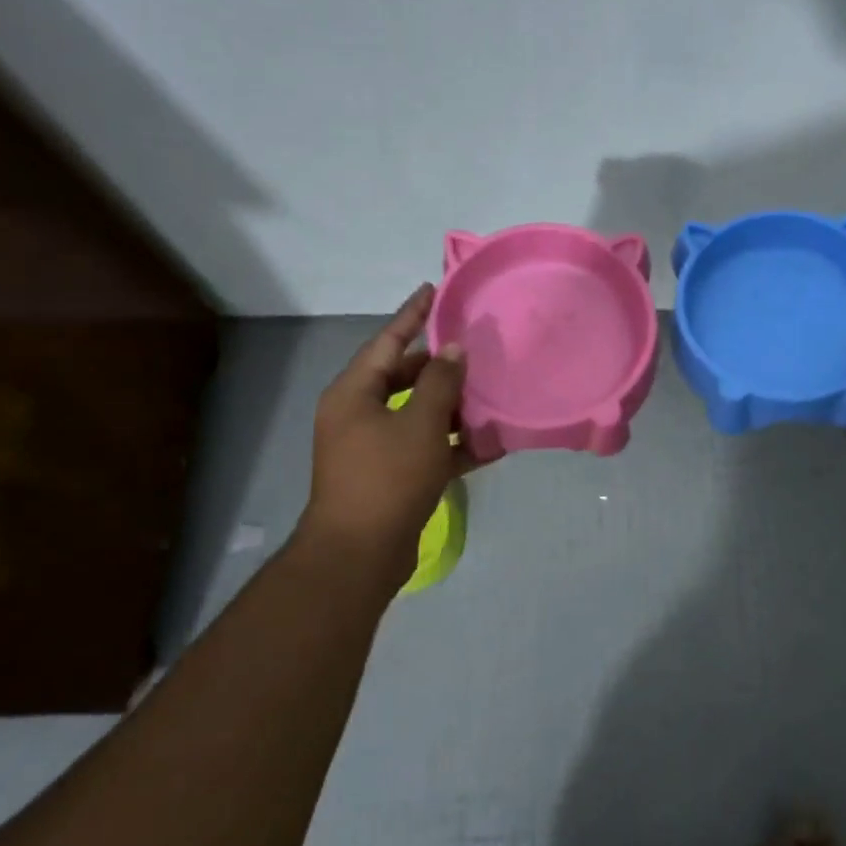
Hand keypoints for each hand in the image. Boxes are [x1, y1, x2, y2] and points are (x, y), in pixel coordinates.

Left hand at [295, 284, 477, 589]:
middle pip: (402, 377)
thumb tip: (454, 349)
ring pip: (418, 414)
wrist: (359, 555)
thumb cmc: (387, 478)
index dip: (412, 315)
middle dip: (439, 365)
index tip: (434, 290)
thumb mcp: (421, 423)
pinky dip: (453, 444)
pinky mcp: (390, 476)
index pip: (387, 341)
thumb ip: (440, 382)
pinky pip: (425, 447)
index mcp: (354, 393)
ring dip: (452, 406)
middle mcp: (358, 414)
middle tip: (474, 347)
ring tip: (489, 391)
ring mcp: (373, 448)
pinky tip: (491, 443)